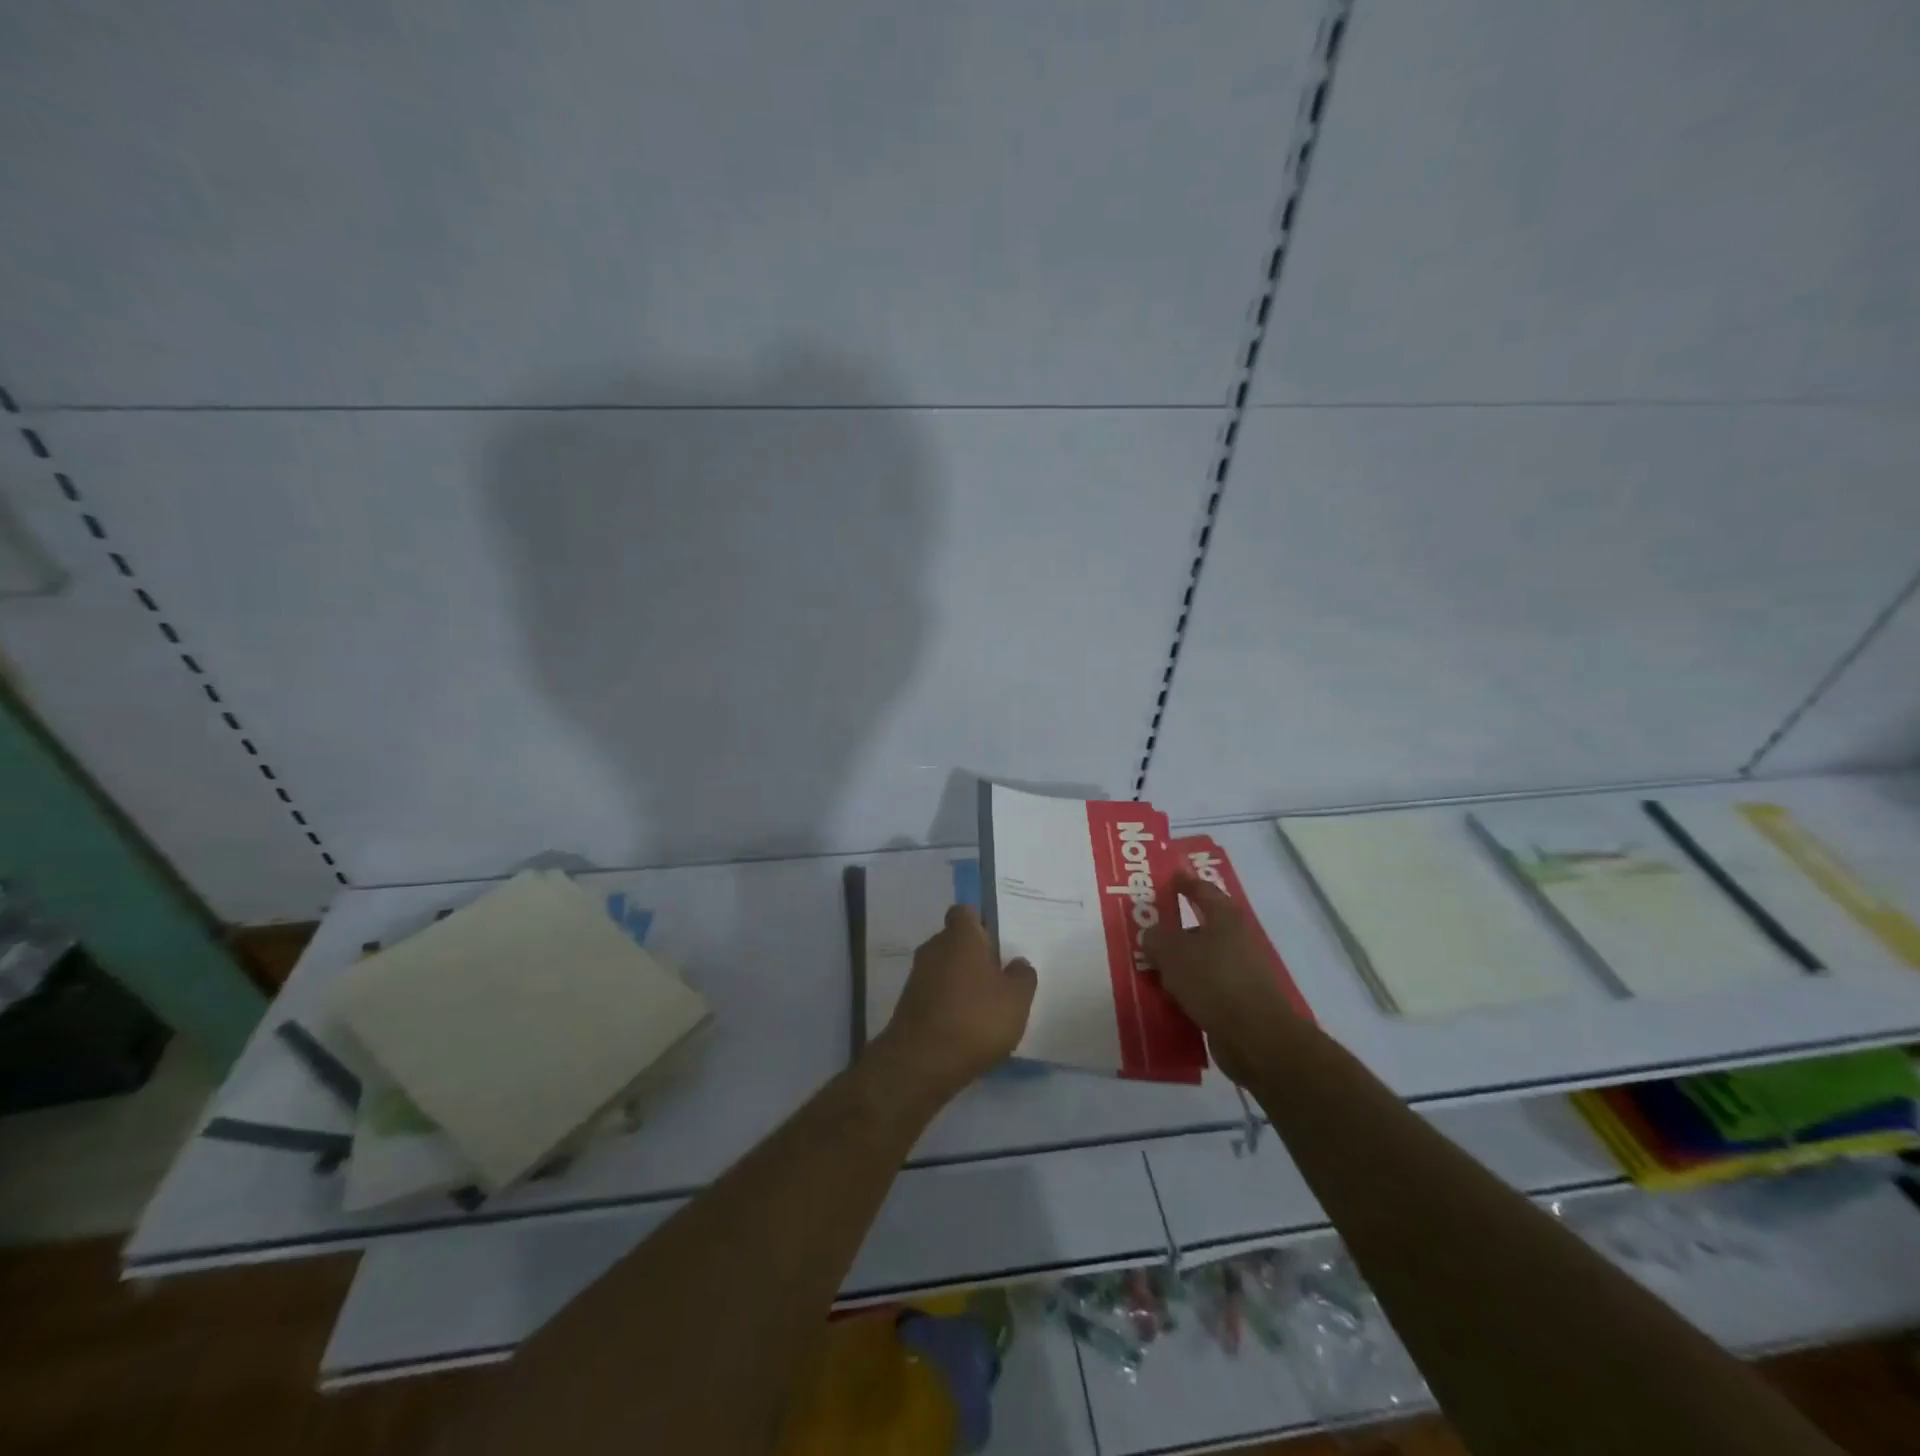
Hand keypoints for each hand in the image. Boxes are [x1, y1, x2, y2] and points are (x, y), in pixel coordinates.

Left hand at [873, 906, 1035, 1100]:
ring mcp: (917, 976)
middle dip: (974, 955)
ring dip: (961, 981)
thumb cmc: (975, 1019)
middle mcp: (934, 948)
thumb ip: (1022, 976)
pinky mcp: (908, 1004)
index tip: (998, 941)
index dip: (981, 922)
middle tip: (999, 976)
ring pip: (944, 968)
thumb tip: (1017, 963)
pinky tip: (966, 1026)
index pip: (965, 912)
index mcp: (960, 936)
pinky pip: (935, 993)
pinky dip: (948, 1002)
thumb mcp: (1016, 999)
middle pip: (955, 941)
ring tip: (986, 1006)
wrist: (921, 1062)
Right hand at [1144, 872, 1299, 1086]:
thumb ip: (1156, 939)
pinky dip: (1185, 990)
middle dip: (1173, 929)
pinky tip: (1164, 998)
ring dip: (1177, 964)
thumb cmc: (1214, 981)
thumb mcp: (1173, 953)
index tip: (1169, 877)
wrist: (1256, 1037)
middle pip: (1200, 927)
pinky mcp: (1237, 1002)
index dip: (1184, 882)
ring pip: (1200, 960)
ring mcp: (1239, 972)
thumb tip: (1151, 936)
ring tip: (1148, 967)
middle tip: (1146, 929)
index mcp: (1224, 918)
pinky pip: (1203, 988)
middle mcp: (1236, 940)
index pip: (1202, 890)